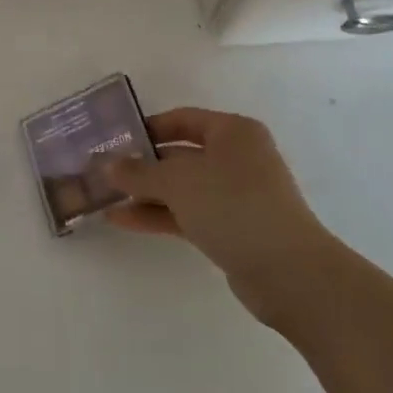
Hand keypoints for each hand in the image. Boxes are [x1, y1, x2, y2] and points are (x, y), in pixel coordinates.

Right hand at [104, 107, 339, 329]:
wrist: (289, 273)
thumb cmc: (234, 206)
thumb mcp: (178, 182)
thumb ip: (139, 172)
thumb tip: (107, 165)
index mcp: (233, 132)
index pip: (182, 119)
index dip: (147, 128)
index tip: (114, 140)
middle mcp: (237, 158)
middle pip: (180, 155)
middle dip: (142, 165)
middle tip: (103, 172)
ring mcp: (236, 195)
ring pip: (181, 188)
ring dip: (145, 193)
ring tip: (105, 198)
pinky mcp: (232, 228)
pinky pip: (188, 213)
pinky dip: (159, 214)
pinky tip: (123, 220)